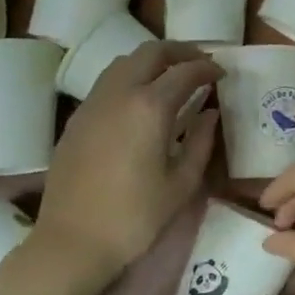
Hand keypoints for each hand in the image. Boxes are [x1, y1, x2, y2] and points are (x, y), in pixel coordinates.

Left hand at [33, 42, 219, 280]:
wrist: (72, 242)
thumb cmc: (136, 217)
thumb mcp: (182, 183)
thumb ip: (201, 141)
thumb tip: (210, 114)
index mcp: (150, 107)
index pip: (185, 71)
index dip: (208, 68)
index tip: (222, 74)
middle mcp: (119, 93)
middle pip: (151, 52)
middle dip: (180, 52)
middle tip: (199, 65)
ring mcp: (93, 103)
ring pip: (124, 62)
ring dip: (152, 62)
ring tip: (171, 78)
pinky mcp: (77, 119)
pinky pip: (107, 83)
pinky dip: (130, 78)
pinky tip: (141, 102)